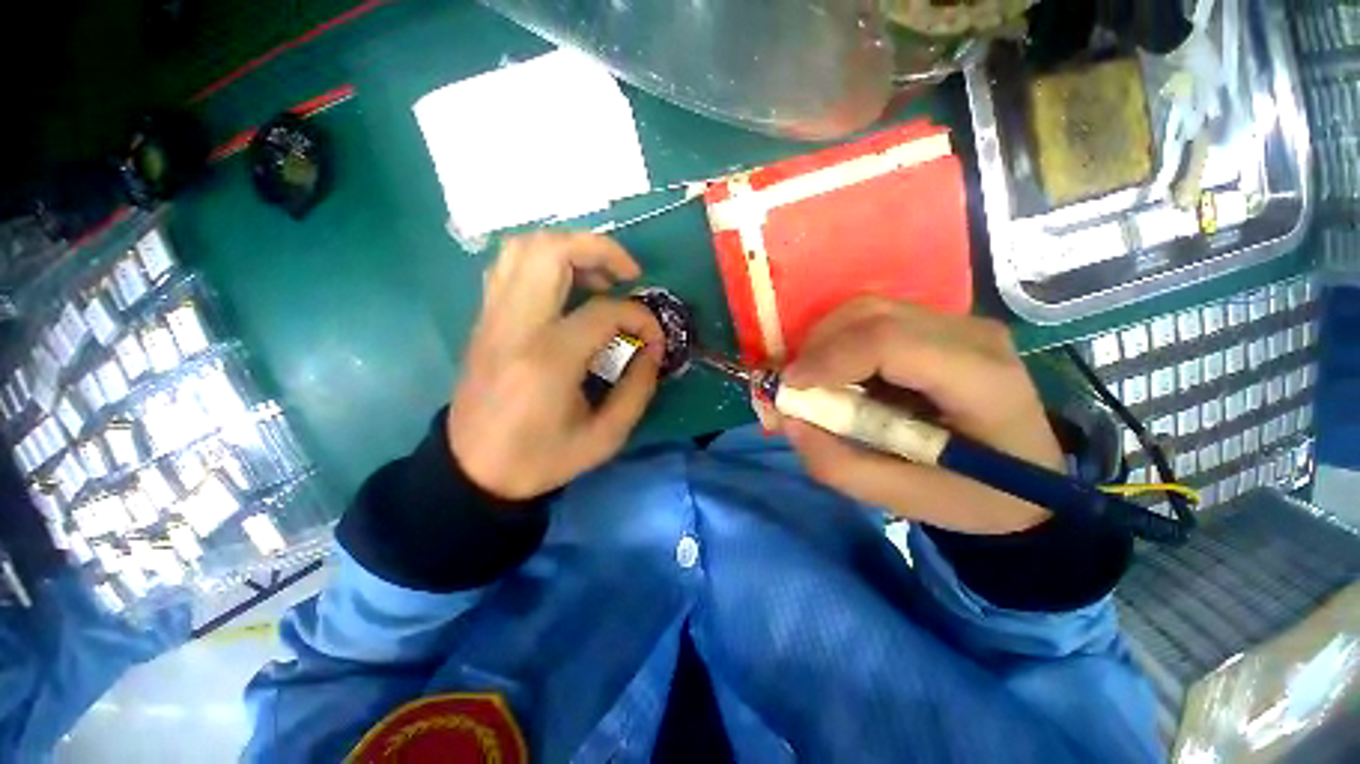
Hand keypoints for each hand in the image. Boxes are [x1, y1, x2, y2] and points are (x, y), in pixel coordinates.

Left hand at [449, 232, 664, 499]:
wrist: (473, 470)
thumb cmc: (540, 458)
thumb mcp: (604, 438)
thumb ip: (637, 390)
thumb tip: (654, 349)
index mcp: (548, 359)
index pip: (605, 311)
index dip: (641, 318)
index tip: (655, 340)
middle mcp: (516, 325)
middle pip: (552, 251)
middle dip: (600, 249)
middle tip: (628, 275)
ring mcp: (493, 317)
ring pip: (524, 247)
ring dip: (569, 249)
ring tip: (598, 277)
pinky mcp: (484, 319)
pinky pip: (509, 266)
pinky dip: (543, 262)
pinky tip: (565, 288)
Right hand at [760, 298, 1064, 534]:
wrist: (1033, 480)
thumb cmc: (977, 497)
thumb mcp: (905, 499)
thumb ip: (839, 465)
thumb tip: (789, 421)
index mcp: (980, 380)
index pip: (889, 342)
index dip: (828, 359)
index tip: (790, 387)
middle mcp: (972, 335)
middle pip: (873, 315)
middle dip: (817, 346)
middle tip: (793, 386)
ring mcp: (960, 322)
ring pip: (869, 309)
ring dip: (825, 341)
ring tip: (811, 379)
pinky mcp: (942, 325)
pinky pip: (876, 318)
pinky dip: (841, 340)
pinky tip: (837, 371)